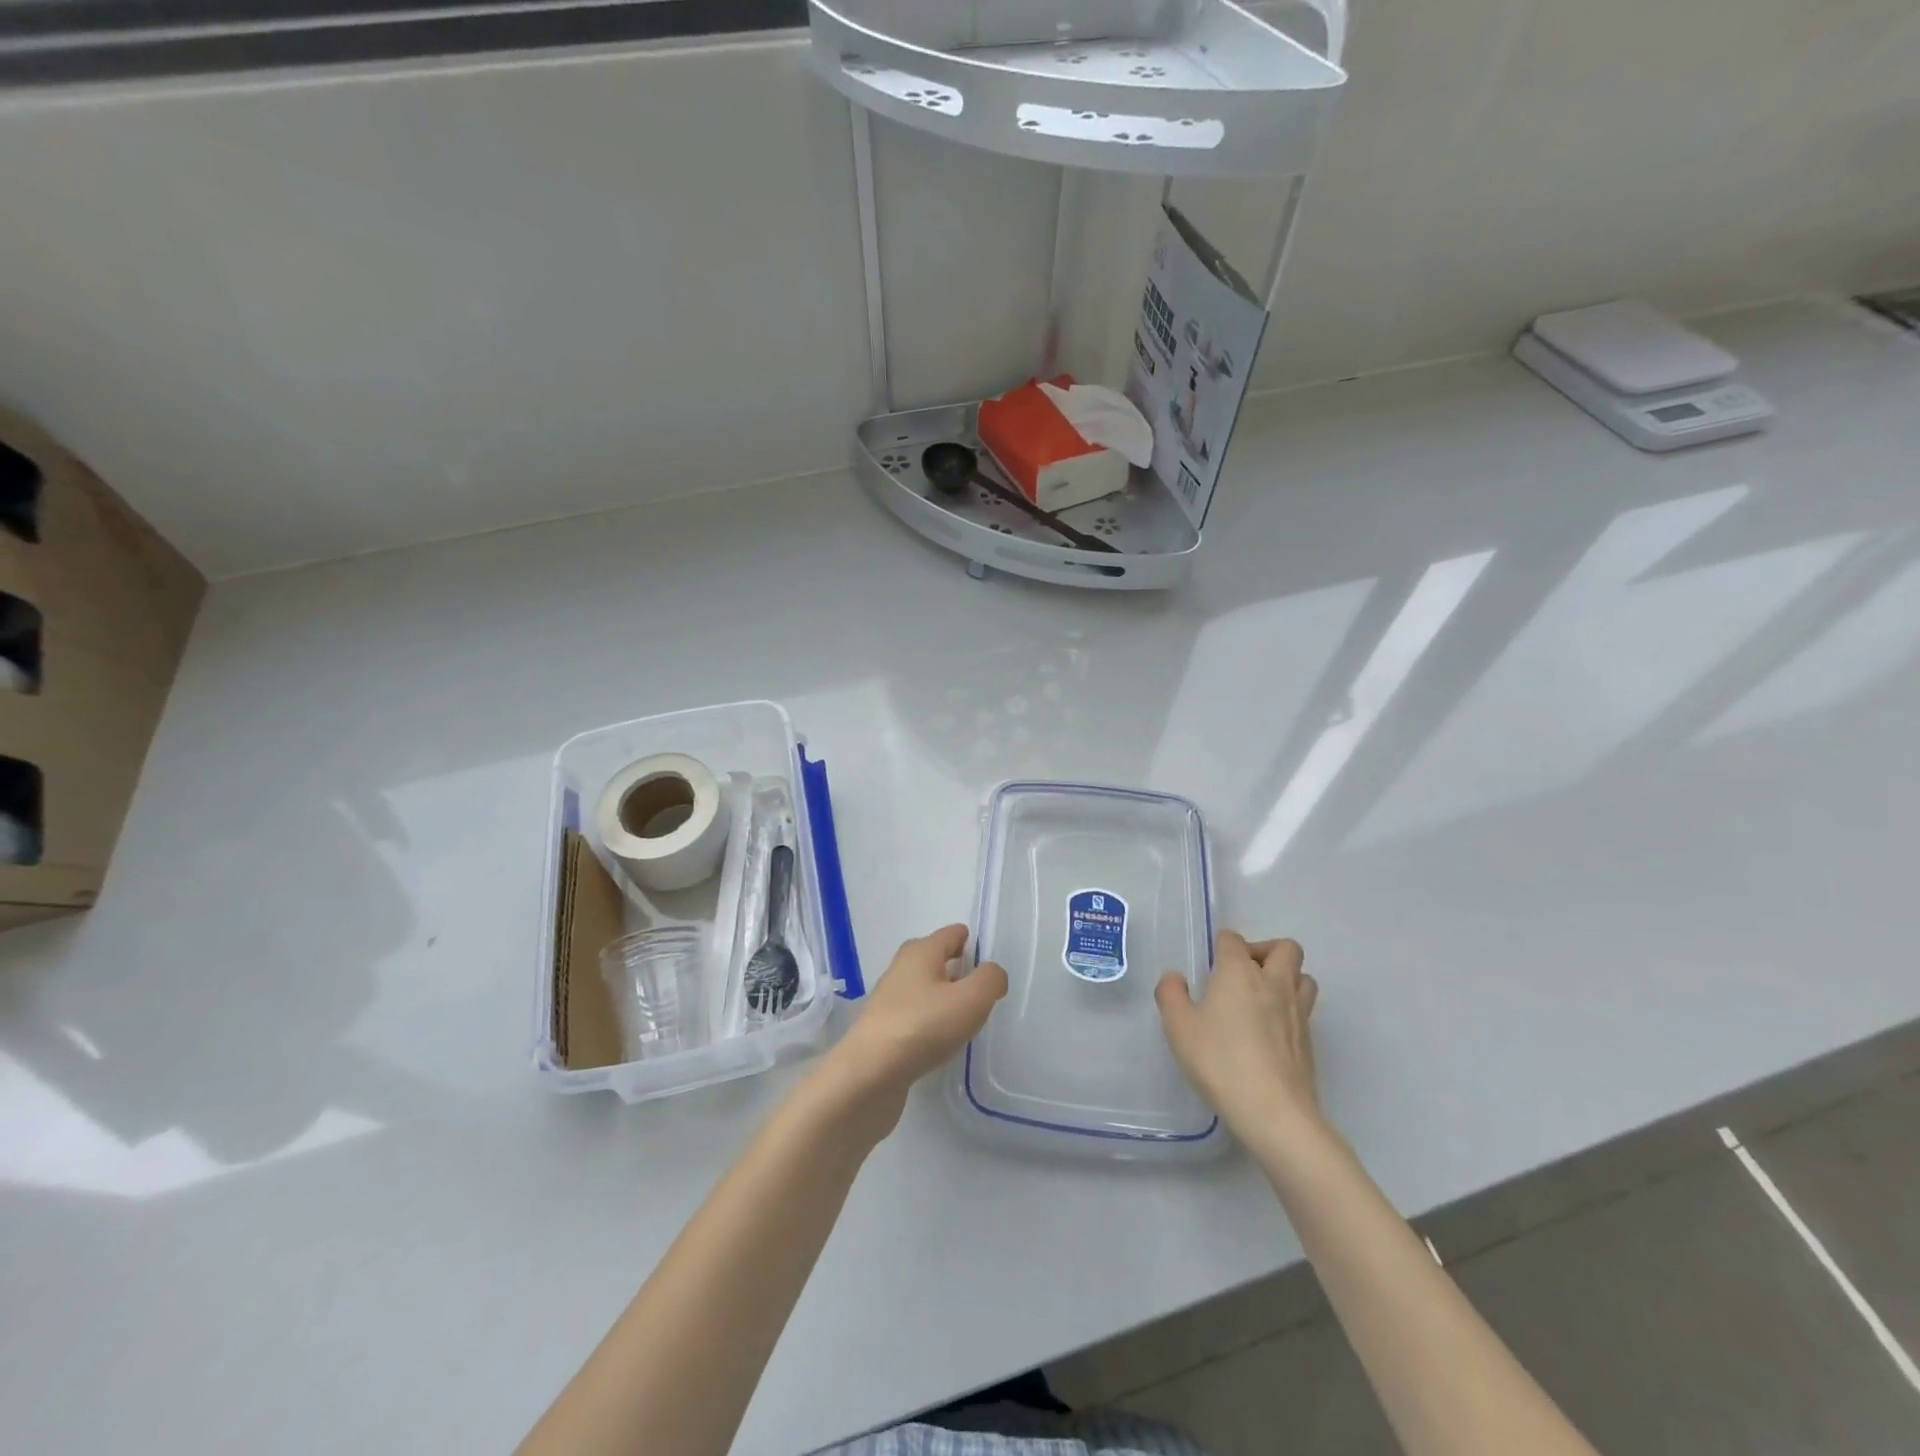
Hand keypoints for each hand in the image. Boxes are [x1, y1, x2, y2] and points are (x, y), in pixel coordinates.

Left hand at [819, 925, 1007, 1136]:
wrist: (869, 1074)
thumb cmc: (923, 1026)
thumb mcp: (971, 999)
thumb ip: (990, 980)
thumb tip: (992, 973)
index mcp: (921, 952)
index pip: (950, 934)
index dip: (970, 941)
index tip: (988, 959)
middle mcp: (901, 969)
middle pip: (933, 958)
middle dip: (955, 967)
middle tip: (979, 987)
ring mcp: (889, 1000)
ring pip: (923, 988)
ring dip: (942, 997)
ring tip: (964, 1016)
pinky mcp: (882, 1030)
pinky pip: (914, 1015)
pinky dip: (929, 1021)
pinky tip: (940, 1041)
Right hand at [1156, 932, 1321, 1144]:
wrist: (1274, 1111)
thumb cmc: (1220, 1061)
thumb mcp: (1178, 1026)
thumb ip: (1171, 994)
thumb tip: (1176, 978)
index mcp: (1239, 972)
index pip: (1233, 939)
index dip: (1221, 946)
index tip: (1210, 967)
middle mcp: (1273, 982)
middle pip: (1284, 947)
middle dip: (1264, 951)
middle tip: (1242, 974)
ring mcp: (1297, 1011)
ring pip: (1303, 976)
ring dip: (1285, 977)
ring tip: (1261, 998)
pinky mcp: (1309, 1040)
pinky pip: (1304, 1009)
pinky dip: (1290, 1008)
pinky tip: (1269, 1031)